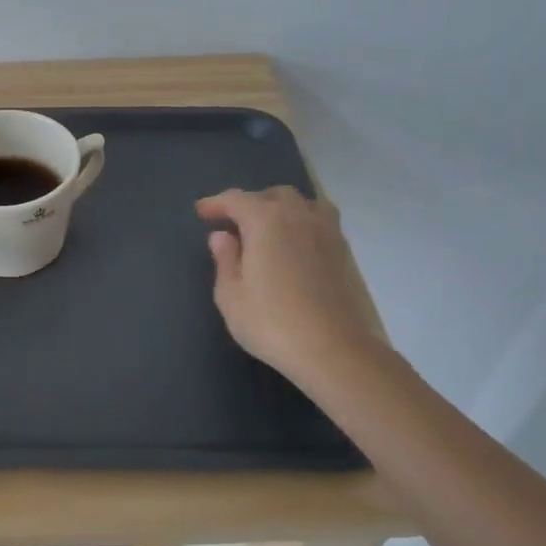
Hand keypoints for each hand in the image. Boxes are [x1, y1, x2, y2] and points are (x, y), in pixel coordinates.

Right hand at [196, 187, 390, 391]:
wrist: (334, 350)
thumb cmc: (272, 322)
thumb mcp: (231, 296)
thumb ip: (225, 260)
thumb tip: (222, 236)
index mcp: (265, 220)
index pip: (236, 199)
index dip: (216, 204)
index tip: (202, 212)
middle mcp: (298, 216)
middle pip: (273, 195)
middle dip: (250, 203)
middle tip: (234, 225)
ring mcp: (326, 231)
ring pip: (303, 203)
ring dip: (281, 208)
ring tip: (268, 229)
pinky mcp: (344, 251)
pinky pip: (320, 220)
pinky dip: (303, 222)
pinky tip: (294, 245)